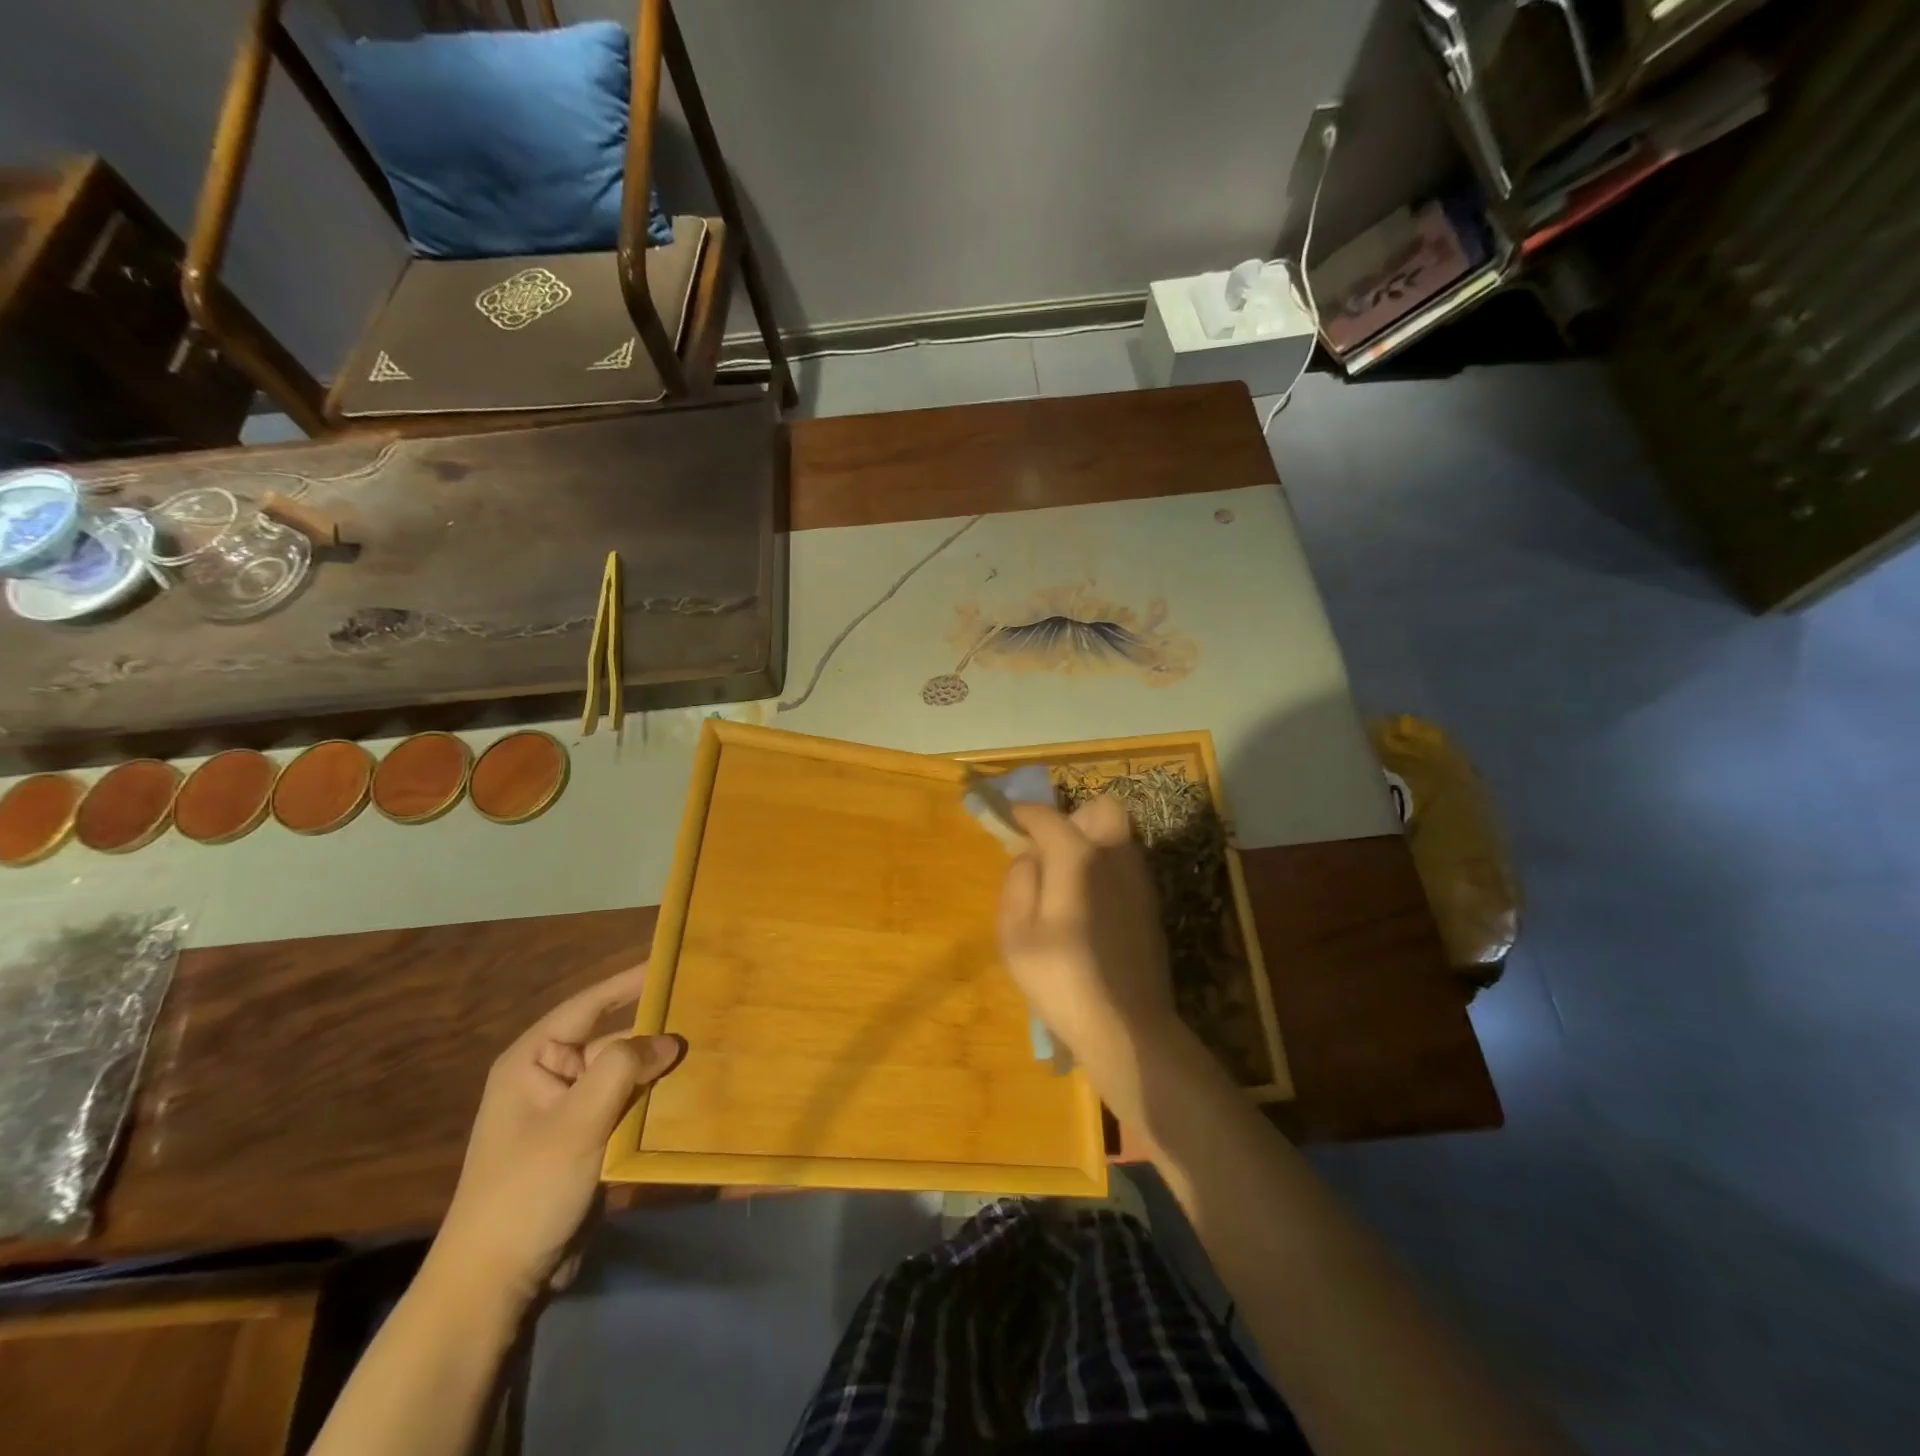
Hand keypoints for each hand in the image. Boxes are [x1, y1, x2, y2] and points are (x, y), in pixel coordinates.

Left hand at [429, 966, 683, 1310]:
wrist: (496, 1284)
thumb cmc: (527, 1190)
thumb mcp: (576, 1122)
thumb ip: (622, 1069)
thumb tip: (668, 1040)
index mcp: (534, 1060)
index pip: (590, 1004)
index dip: (630, 981)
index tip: (673, 961)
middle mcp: (552, 1077)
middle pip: (613, 1040)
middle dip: (656, 1030)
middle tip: (707, 1010)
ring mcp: (570, 1112)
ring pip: (625, 1075)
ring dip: (660, 1068)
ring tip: (711, 1046)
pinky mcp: (587, 1142)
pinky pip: (628, 1107)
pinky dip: (655, 1100)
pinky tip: (692, 1093)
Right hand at [998, 797, 1180, 1115]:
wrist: (1127, 1027)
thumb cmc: (1061, 979)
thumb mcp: (1016, 934)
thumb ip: (1019, 882)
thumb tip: (1029, 855)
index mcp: (1078, 857)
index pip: (1048, 817)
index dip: (1024, 814)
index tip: (1008, 819)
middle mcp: (1115, 856)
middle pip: (1100, 810)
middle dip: (1072, 818)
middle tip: (1048, 849)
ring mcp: (1139, 879)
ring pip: (1117, 836)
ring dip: (1090, 841)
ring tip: (1064, 879)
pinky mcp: (1151, 904)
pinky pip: (1125, 864)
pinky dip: (1105, 866)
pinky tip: (1087, 905)